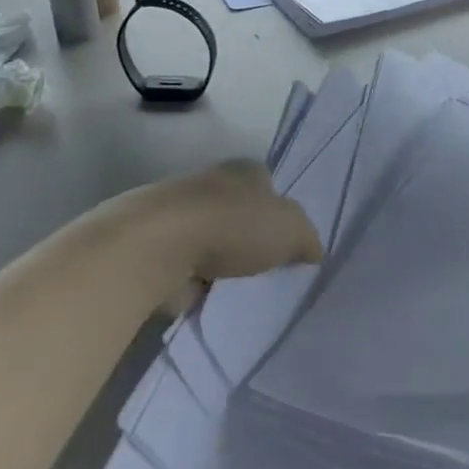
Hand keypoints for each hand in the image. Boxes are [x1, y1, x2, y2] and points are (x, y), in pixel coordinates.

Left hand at [126, 160, 323, 301]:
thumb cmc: (232, 225)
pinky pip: (186, 267)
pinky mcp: (156, 247)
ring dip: (219, 260)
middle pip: (238, 210)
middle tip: (267, 267)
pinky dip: (195, 281)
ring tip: (238, 288)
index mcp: (244, 170)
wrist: (157, 247)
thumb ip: (307, 239)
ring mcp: (178, 215)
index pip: (268, 183)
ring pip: (210, 238)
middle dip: (249, 235)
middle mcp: (210, 183)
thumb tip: (313, 251)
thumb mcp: (291, 229)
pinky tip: (208, 299)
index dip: (279, 208)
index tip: (287, 239)